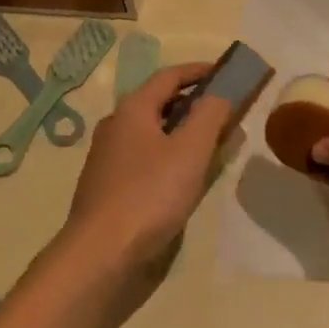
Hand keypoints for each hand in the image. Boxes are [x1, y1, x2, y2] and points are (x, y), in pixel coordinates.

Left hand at [56, 61, 243, 293]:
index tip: (227, 73)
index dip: (200, 71)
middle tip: (227, 113)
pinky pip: (147, 161)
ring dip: (184, 134)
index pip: (169, 76)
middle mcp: (117, 127)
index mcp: (133, 109)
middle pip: (160, 104)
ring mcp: (110, 159)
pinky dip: (171, 158)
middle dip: (195, 104)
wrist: (101, 256)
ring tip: (214, 146)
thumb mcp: (191, 150)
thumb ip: (210, 115)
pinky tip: (188, 179)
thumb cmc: (149, 195)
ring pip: (154, 134)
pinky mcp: (111, 189)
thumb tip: (219, 94)